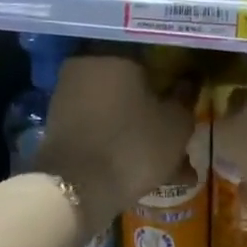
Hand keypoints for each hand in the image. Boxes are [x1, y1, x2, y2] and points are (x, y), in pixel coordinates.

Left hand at [32, 54, 196, 223]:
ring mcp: (68, 100)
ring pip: (117, 115)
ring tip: (171, 168)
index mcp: (114, 57)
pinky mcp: (59, 129)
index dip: (172, 86)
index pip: (152, 63)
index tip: (186, 106)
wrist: (77, 188)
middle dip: (156, 116)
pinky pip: (100, 133)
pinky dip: (121, 147)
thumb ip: (185, 98)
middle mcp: (85, 70)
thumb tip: (188, 82)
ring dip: (141, 136)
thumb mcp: (175, 124)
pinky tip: (146, 174)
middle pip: (132, 92)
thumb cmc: (133, 145)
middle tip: (180, 141)